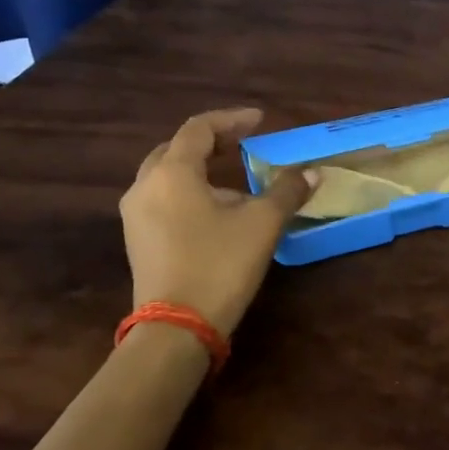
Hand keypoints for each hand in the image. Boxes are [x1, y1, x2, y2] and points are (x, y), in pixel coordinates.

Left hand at [119, 109, 316, 334]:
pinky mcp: (138, 240)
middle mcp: (145, 186)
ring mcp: (136, 216)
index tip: (260, 122)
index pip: (199, 129)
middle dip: (211, 143)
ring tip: (236, 179)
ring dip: (200, 169)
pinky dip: (189, 192)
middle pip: (176, 149)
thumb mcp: (262, 223)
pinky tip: (217, 211)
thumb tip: (312, 171)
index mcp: (172, 173)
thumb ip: (287, 190)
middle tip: (243, 144)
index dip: (231, 120)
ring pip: (167, 176)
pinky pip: (163, 200)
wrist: (176, 329)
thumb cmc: (219, 265)